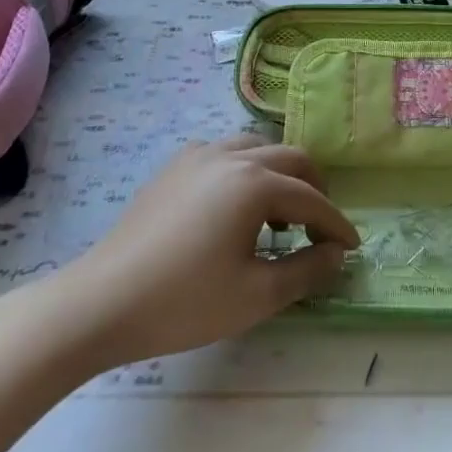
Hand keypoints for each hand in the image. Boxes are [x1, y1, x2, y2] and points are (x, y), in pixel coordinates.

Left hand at [28, 136, 358, 371]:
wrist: (101, 303)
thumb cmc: (185, 302)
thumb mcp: (257, 294)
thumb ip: (307, 269)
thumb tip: (336, 254)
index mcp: (255, 183)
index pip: (311, 199)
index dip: (336, 225)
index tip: (351, 248)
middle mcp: (230, 156)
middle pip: (290, 159)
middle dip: (314, 189)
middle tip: (320, 227)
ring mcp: (197, 157)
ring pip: (256, 148)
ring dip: (279, 175)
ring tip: (280, 214)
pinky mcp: (172, 169)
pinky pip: (224, 153)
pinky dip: (245, 170)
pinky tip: (235, 205)